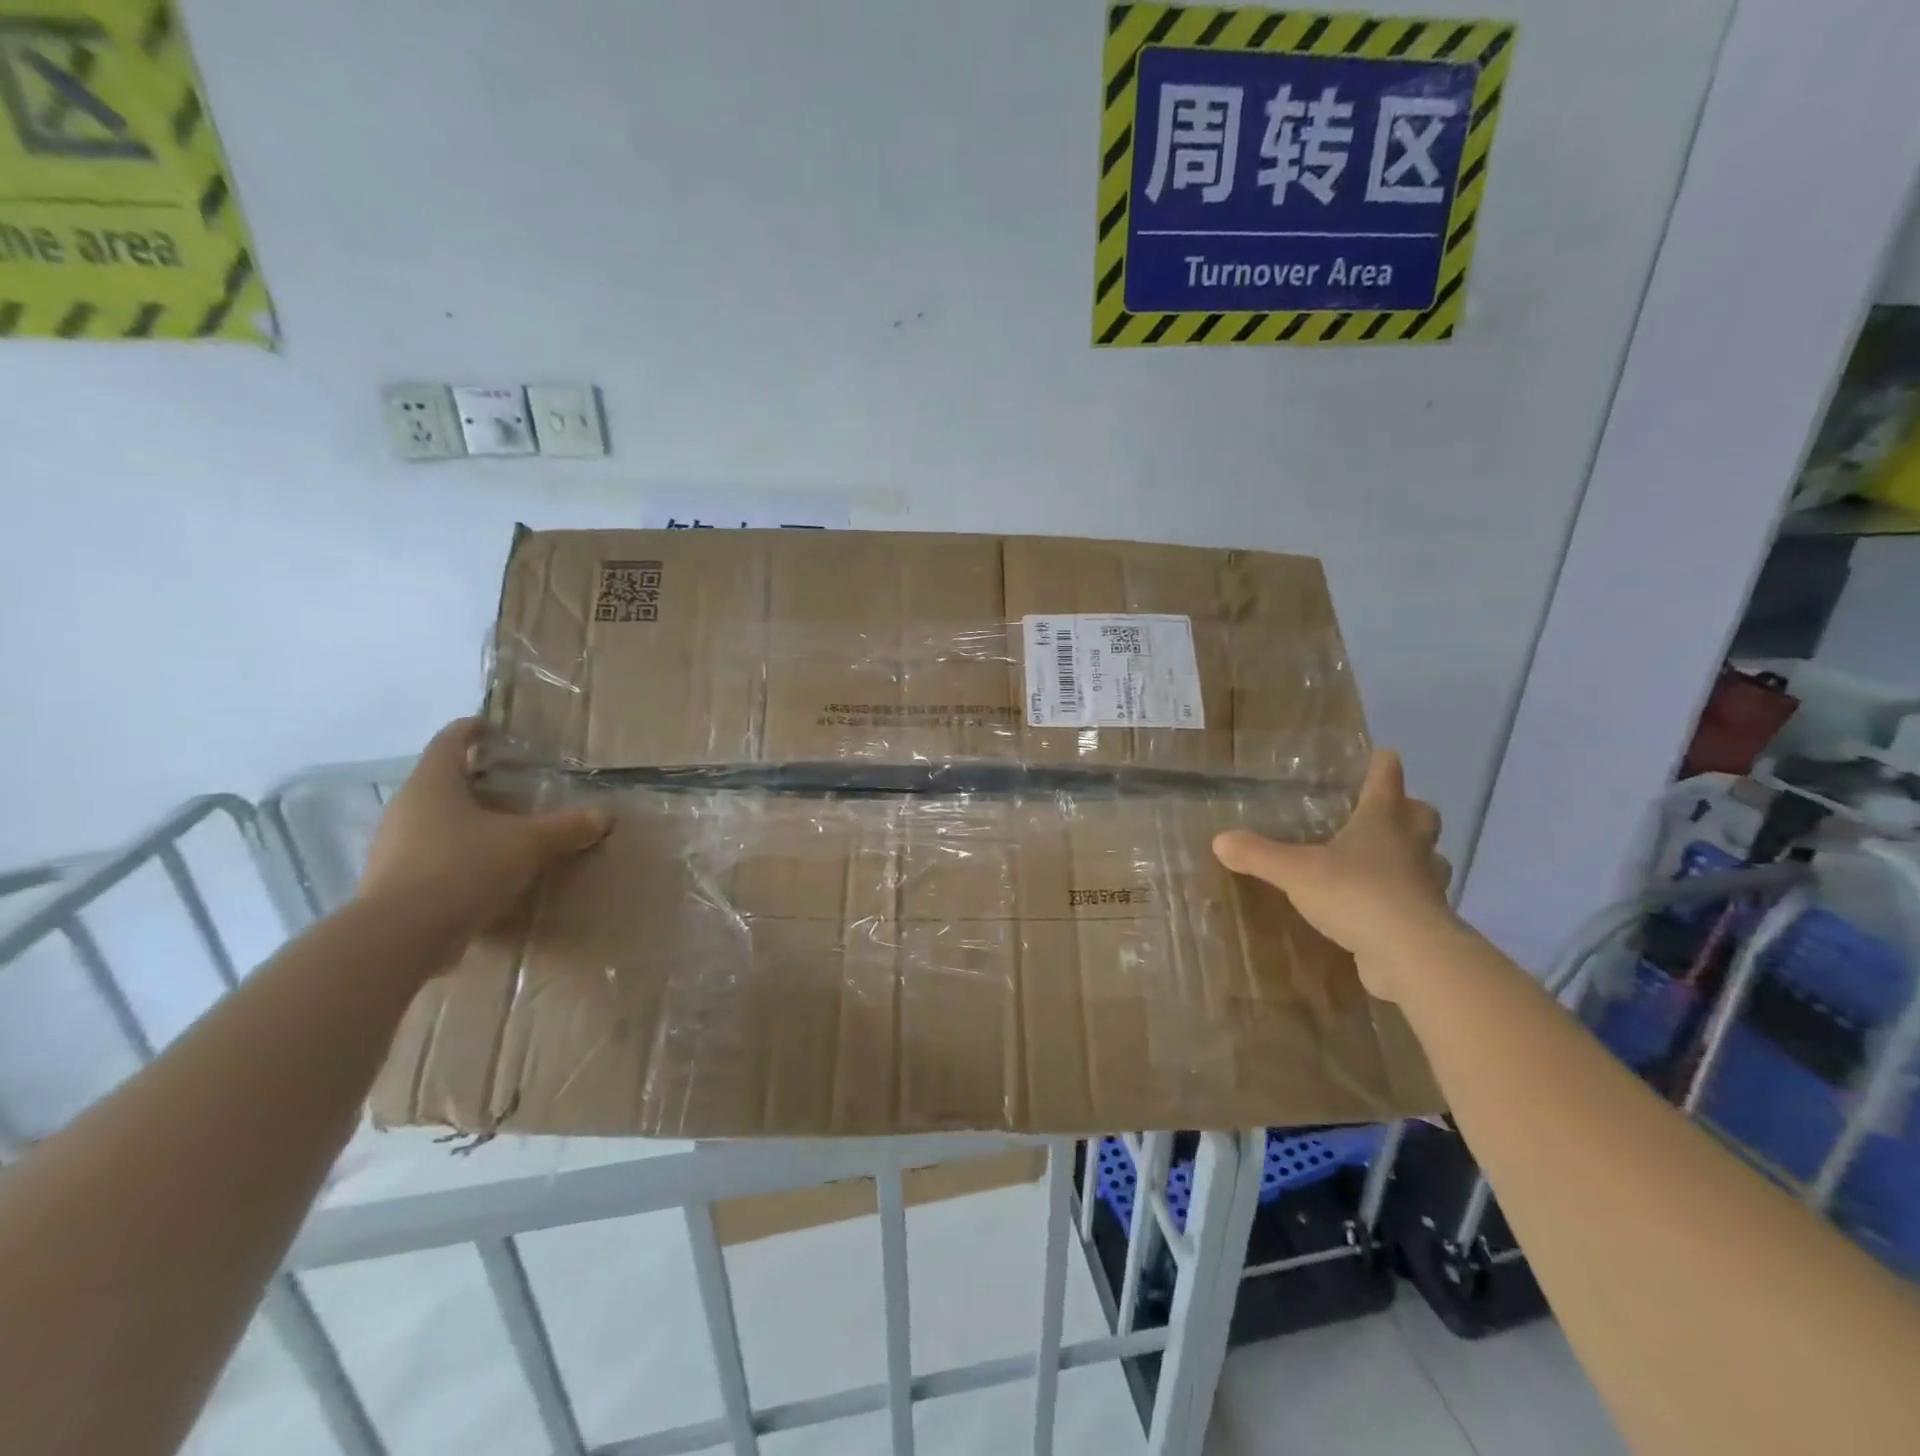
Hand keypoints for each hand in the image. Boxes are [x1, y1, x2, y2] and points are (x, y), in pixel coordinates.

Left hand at [357, 719, 611, 941]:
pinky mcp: (395, 884)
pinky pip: (432, 857)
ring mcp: (394, 848)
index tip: (492, 728)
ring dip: (470, 821)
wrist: (400, 937)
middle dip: (478, 782)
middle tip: (516, 785)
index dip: (472, 730)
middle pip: (442, 782)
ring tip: (508, 831)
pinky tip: (489, 872)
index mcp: (433, 785)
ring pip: (437, 821)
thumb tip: (605, 815)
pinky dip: (460, 856)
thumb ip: (567, 827)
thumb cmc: (462, 867)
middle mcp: (407, 809)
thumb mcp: (528, 844)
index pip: (450, 741)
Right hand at [1213, 751, 1453, 999]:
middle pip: (1422, 815)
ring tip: (1382, 861)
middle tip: (1383, 813)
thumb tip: (1219, 840)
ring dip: (1412, 855)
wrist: (1411, 955)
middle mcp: (1412, 845)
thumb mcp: (1295, 872)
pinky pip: (1419, 898)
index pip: (1386, 777)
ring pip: (1428, 858)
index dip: (1381, 764)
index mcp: (1383, 820)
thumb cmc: (1357, 893)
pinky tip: (1379, 906)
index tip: (1378, 755)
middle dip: (1407, 810)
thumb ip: (1258, 854)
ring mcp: (1426, 883)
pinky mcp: (1428, 920)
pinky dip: (1403, 897)